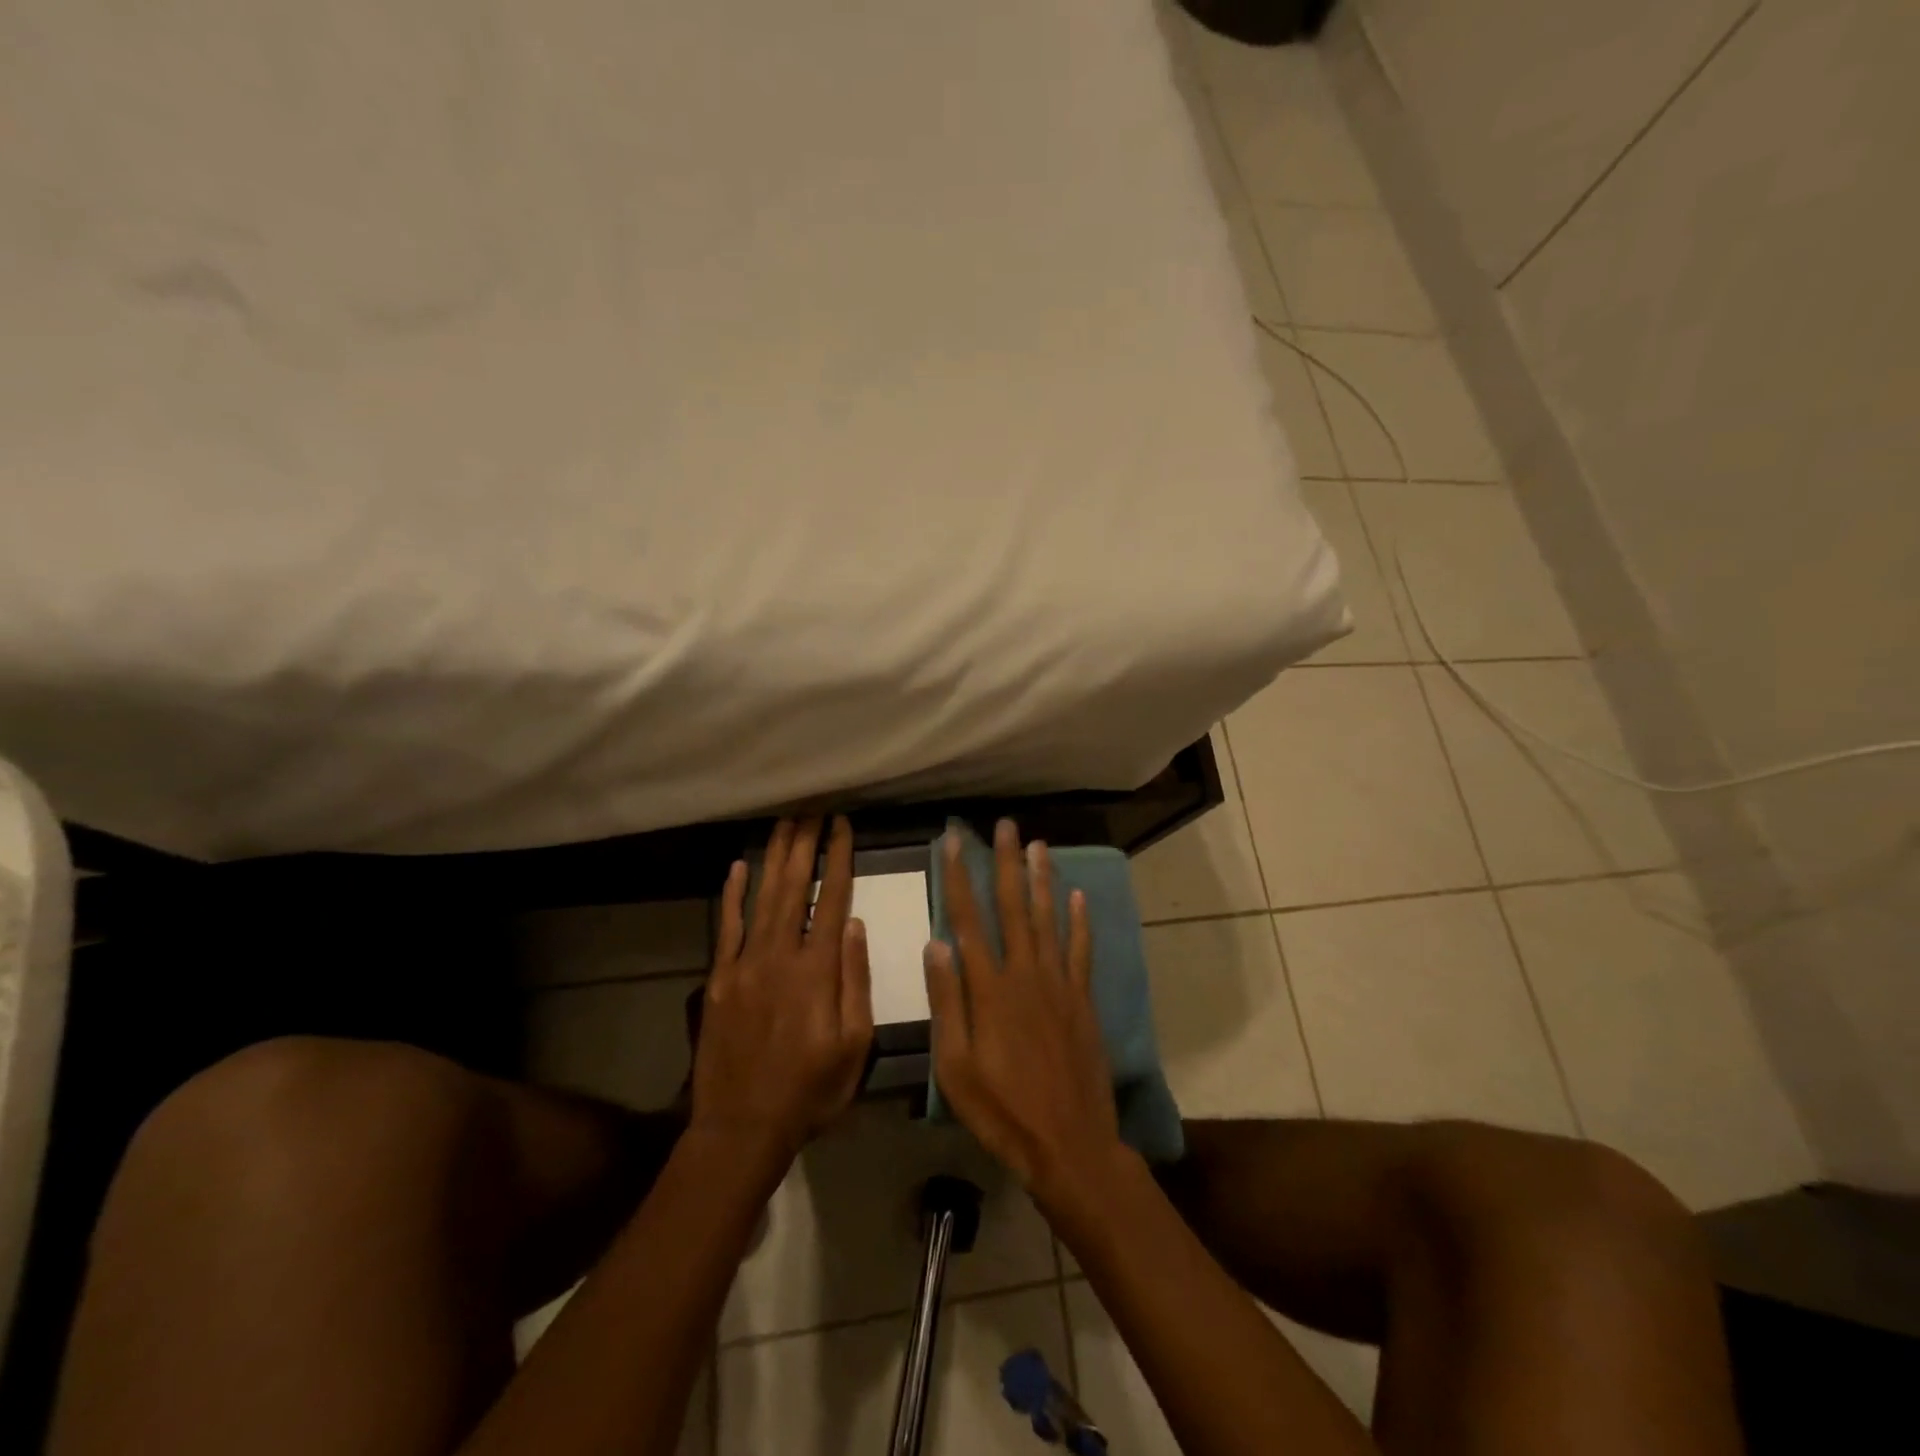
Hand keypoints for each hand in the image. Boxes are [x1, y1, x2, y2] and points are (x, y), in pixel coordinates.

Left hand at [690, 816, 873, 1163]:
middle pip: (794, 886)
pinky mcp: (719, 979)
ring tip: (785, 822)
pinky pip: (726, 927)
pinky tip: (739, 866)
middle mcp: (780, 955)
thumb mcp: (854, 1045)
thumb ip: (855, 981)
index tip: (843, 825)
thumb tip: (856, 925)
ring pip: (763, 897)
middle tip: (812, 807)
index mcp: (817, 970)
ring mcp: (744, 964)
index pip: (832, 898)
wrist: (742, 1127)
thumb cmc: (810, 1090)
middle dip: (805, 843)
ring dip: (774, 856)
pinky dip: (732, 894)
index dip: (838, 858)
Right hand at [924, 820, 1125, 1208]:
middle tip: (1004, 826)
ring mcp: (1059, 985)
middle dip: (1006, 863)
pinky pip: (1081, 951)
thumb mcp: (955, 1066)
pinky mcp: (1083, 1000)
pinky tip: (1078, 896)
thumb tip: (935, 943)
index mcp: (989, 989)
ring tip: (1038, 845)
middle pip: (1013, 907)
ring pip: (1049, 919)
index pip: (969, 919)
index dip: (960, 877)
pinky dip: (1080, 921)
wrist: (1069, 1144)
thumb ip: (947, 1002)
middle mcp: (1025, 974)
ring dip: (1042, 880)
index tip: (954, 842)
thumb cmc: (1001, 1110)